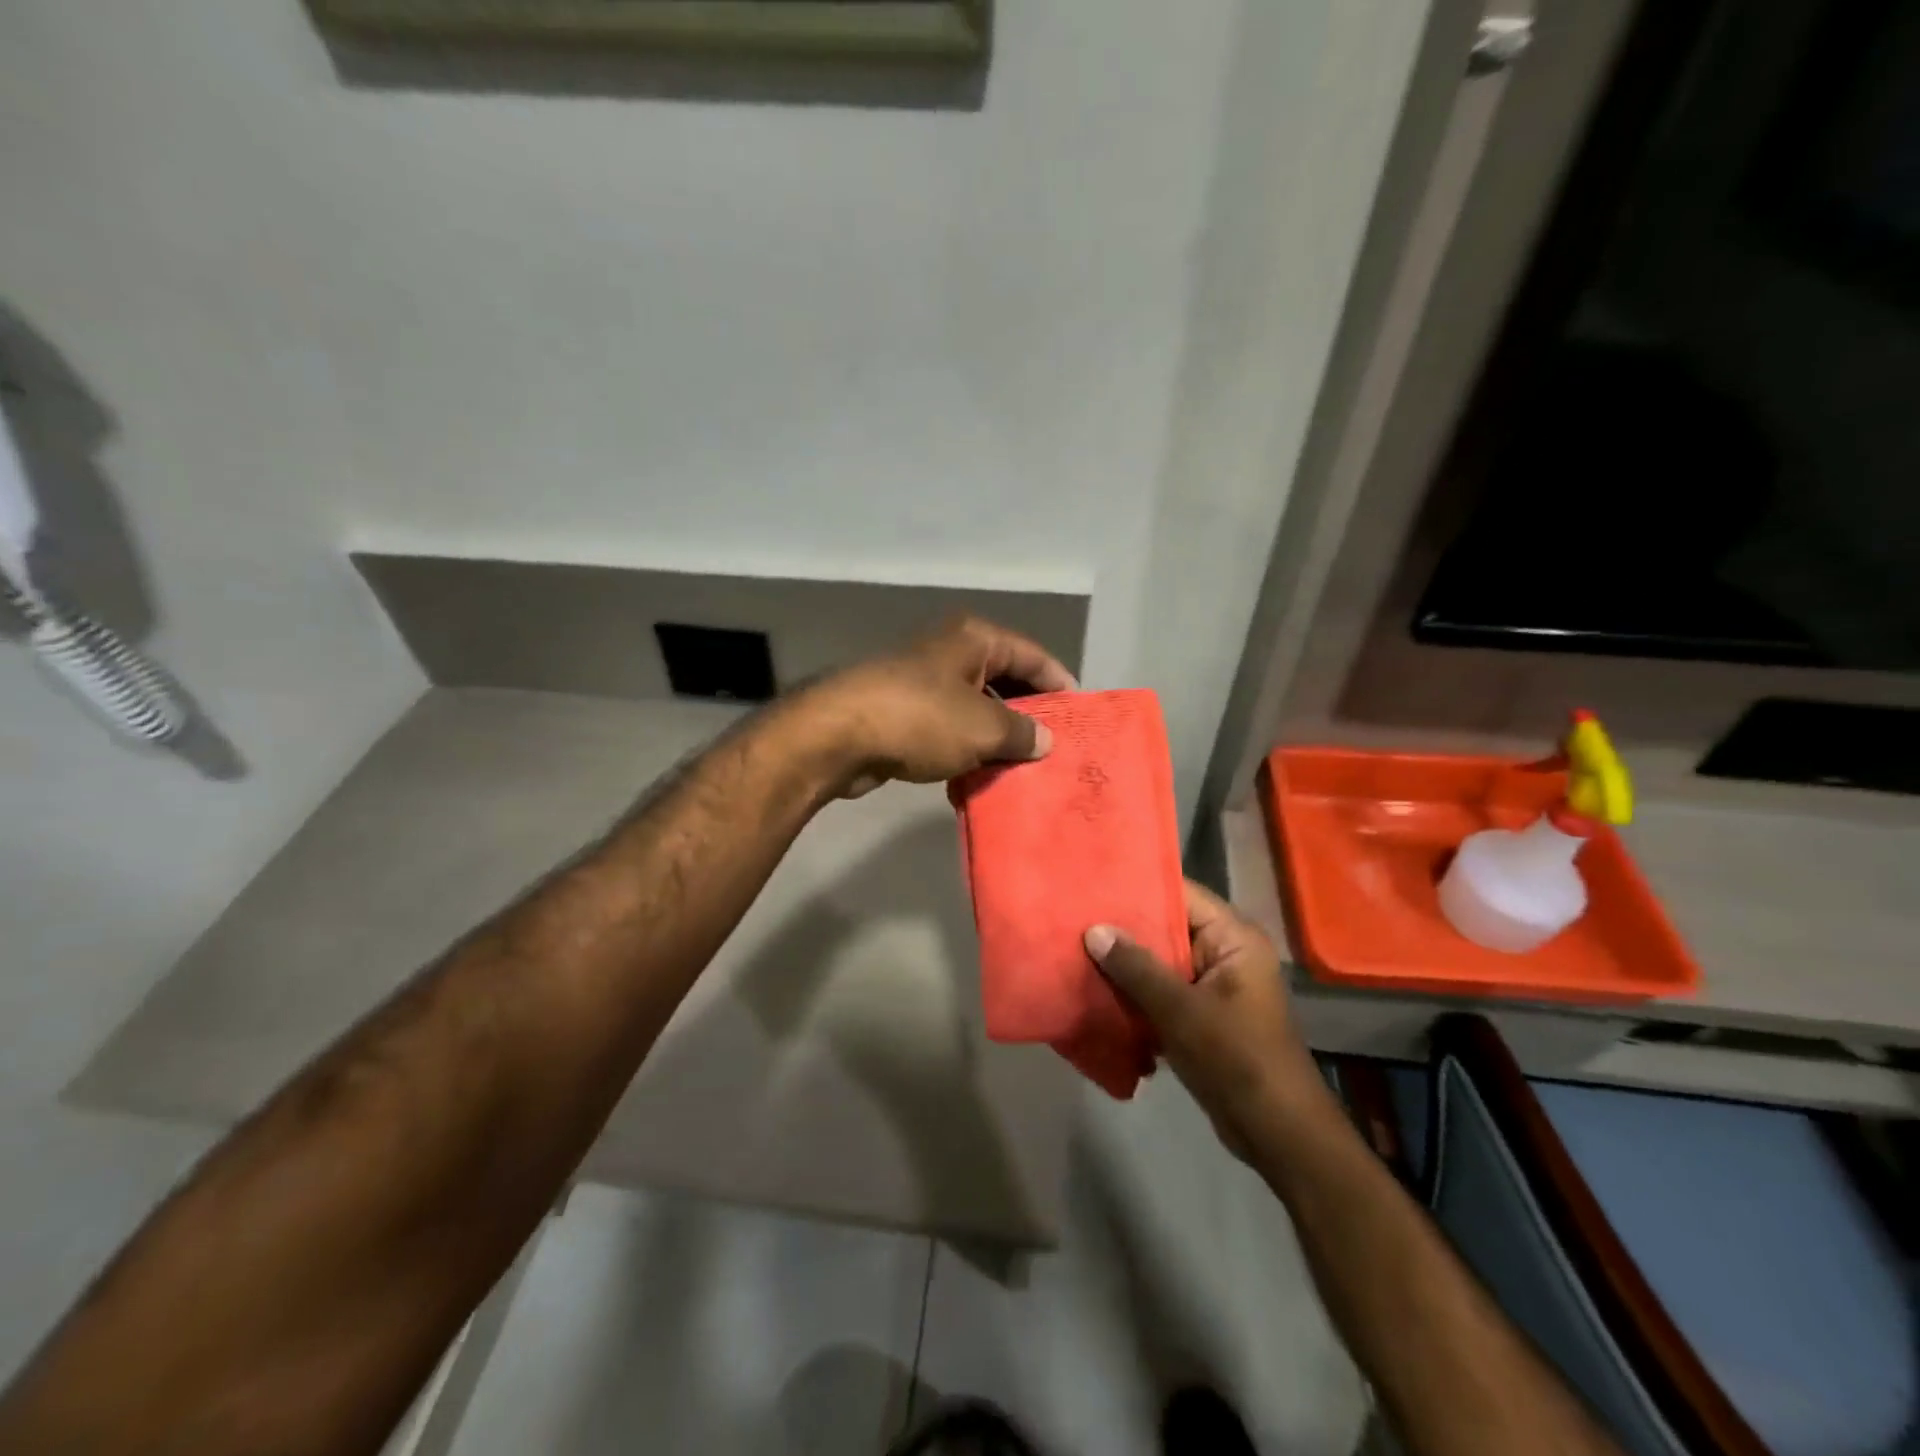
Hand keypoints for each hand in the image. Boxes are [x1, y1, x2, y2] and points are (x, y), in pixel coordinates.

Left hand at [806, 616, 1077, 797]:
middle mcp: (949, 652)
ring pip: (974, 708)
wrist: (838, 735)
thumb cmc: (920, 718)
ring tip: (1023, 767)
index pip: (1031, 655)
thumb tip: (1044, 741)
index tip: (1079, 715)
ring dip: (996, 736)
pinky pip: (947, 728)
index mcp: (974, 639)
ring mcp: (922, 682)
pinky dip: (965, 748)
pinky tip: (980, 775)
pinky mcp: (901, 712)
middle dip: (1028, 713)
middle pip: (1003, 679)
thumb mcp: (983, 727)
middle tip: (1054, 746)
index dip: (1058, 683)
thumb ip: (1021, 733)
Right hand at [1085, 881, 1324, 1156]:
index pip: (1181, 894)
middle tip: (1075, 915)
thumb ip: (1136, 968)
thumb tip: (1093, 930)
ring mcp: (1214, 986)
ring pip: (1161, 961)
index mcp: (1233, 938)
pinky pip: (1162, 990)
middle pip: (1167, 927)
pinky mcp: (1202, 1015)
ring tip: (1076, 947)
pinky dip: (1135, 991)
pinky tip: (1095, 988)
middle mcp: (1225, 953)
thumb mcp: (1181, 1010)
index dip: (1138, 886)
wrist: (1277, 1133)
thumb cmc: (1236, 1059)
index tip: (1094, 882)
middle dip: (1124, 927)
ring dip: (1125, 962)